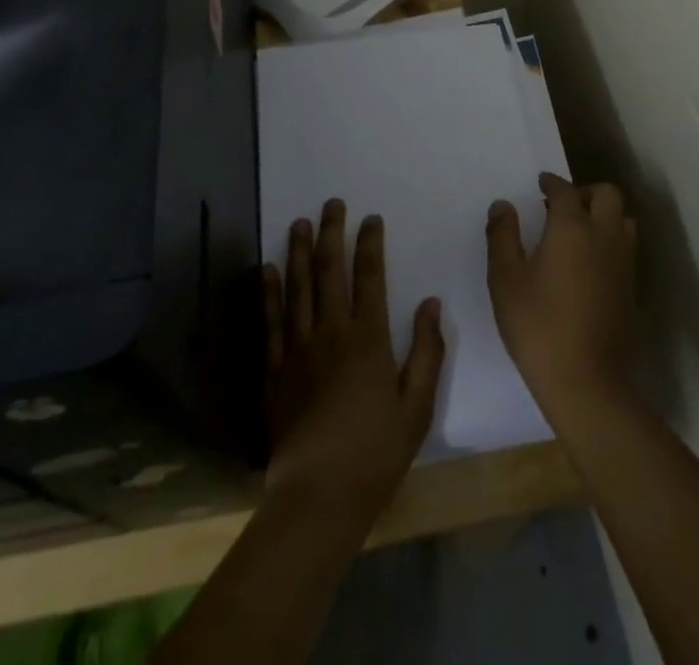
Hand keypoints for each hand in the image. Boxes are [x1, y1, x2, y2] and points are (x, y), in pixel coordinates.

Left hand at [262, 200, 445, 529]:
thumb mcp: (417, 407)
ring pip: (297, 287)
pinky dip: (269, 292)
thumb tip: (432, 303)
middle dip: (331, 233)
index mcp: (368, 339)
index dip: (370, 244)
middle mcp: (331, 332)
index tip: (371, 218)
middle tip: (331, 203)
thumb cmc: (375, 453)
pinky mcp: (275, 369)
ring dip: (298, 252)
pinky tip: (267, 269)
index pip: (369, 277)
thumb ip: (428, 352)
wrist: (318, 494)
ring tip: (298, 222)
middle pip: (329, 271)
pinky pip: (271, 321)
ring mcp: (298, 348)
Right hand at [487, 173, 636, 420]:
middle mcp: (604, 237)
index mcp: (572, 228)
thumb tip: (503, 205)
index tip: (540, 184)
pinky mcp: (631, 288)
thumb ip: (502, 236)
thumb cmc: (538, 326)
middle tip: (562, 205)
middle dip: (585, 191)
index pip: (565, 190)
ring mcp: (623, 263)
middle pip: (608, 195)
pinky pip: (625, 247)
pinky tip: (588, 263)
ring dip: (604, 215)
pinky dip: (610, 241)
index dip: (552, 182)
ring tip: (578, 232)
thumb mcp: (505, 279)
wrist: (586, 382)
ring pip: (624, 220)